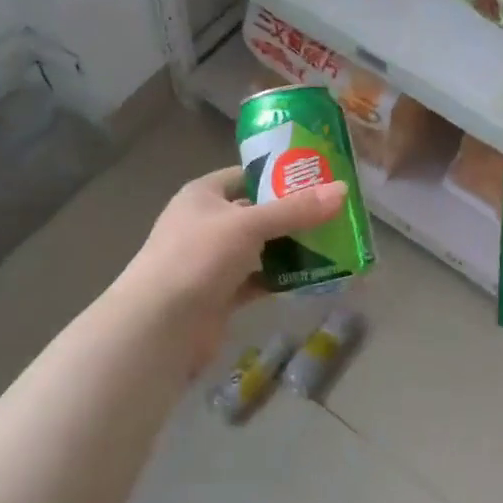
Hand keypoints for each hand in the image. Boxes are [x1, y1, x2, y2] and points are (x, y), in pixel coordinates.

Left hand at [121, 165, 348, 366]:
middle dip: (292, 215)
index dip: (278, 175)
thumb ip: (295, 210)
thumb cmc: (198, 258)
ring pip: (260, 248)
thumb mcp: (249, 225)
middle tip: (334, 213)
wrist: (159, 326)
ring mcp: (212, 261)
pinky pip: (258, 279)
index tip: (318, 178)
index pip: (245, 176)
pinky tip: (313, 277)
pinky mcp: (220, 294)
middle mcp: (206, 224)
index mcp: (203, 195)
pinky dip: (281, 278)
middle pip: (256, 213)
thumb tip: (342, 191)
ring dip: (290, 248)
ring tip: (333, 244)